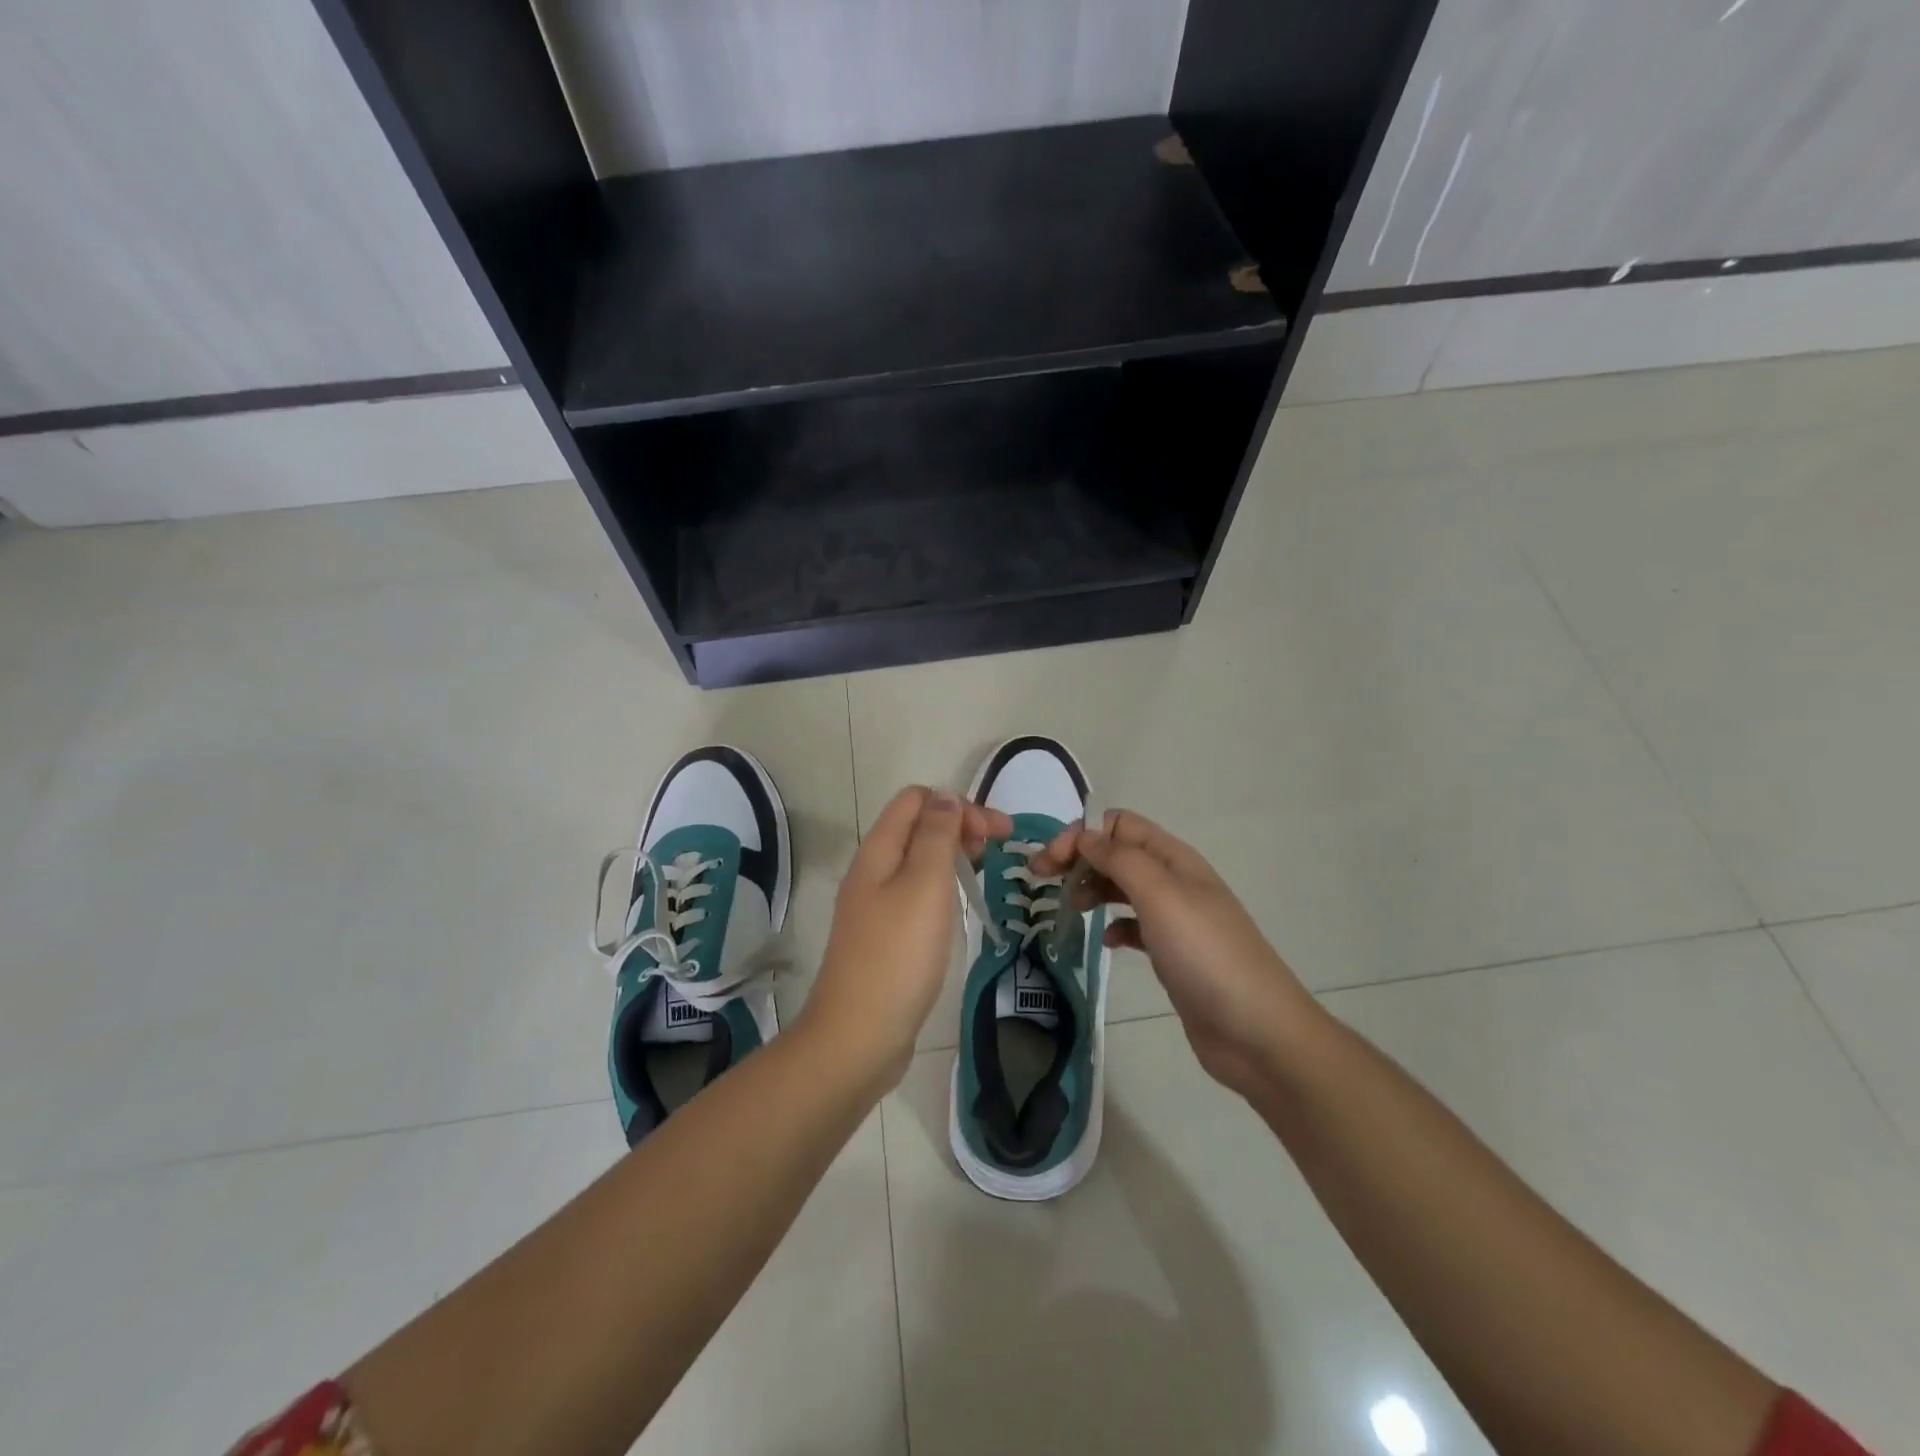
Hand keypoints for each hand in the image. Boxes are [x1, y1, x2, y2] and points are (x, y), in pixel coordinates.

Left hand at [800, 787, 1011, 1089]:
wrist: (858, 1036)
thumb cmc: (898, 955)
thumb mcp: (924, 885)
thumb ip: (937, 836)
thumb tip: (946, 797)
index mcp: (878, 851)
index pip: (916, 799)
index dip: (958, 805)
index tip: (996, 834)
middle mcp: (872, 871)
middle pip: (918, 827)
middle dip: (960, 826)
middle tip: (999, 849)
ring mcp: (875, 905)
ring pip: (918, 861)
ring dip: (952, 856)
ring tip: (984, 872)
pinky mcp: (884, 936)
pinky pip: (915, 893)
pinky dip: (942, 887)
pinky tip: (958, 906)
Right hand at [1037, 810, 1322, 1096]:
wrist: (1256, 1031)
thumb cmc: (1206, 954)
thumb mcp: (1160, 896)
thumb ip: (1120, 860)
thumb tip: (1085, 835)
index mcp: (1174, 858)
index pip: (1119, 825)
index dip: (1082, 835)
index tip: (1050, 863)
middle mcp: (1174, 881)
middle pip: (1117, 854)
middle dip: (1078, 860)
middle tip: (1042, 882)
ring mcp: (1174, 918)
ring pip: (1122, 889)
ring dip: (1092, 889)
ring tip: (1068, 909)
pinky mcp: (1172, 953)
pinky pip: (1134, 926)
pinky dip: (1114, 927)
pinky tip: (1105, 942)